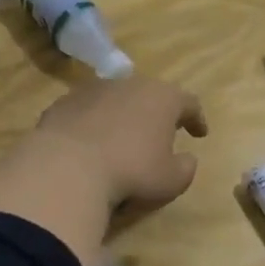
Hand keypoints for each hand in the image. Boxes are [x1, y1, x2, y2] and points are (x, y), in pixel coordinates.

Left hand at [33, 76, 208, 209]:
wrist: (67, 167)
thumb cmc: (131, 171)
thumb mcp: (171, 180)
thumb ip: (185, 168)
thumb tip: (187, 159)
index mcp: (163, 98)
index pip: (189, 103)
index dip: (196, 118)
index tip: (200, 133)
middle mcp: (130, 84)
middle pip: (151, 94)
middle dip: (158, 112)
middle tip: (161, 131)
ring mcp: (94, 90)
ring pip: (117, 99)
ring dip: (123, 116)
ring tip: (122, 139)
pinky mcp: (64, 102)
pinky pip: (87, 111)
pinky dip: (93, 123)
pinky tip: (90, 144)